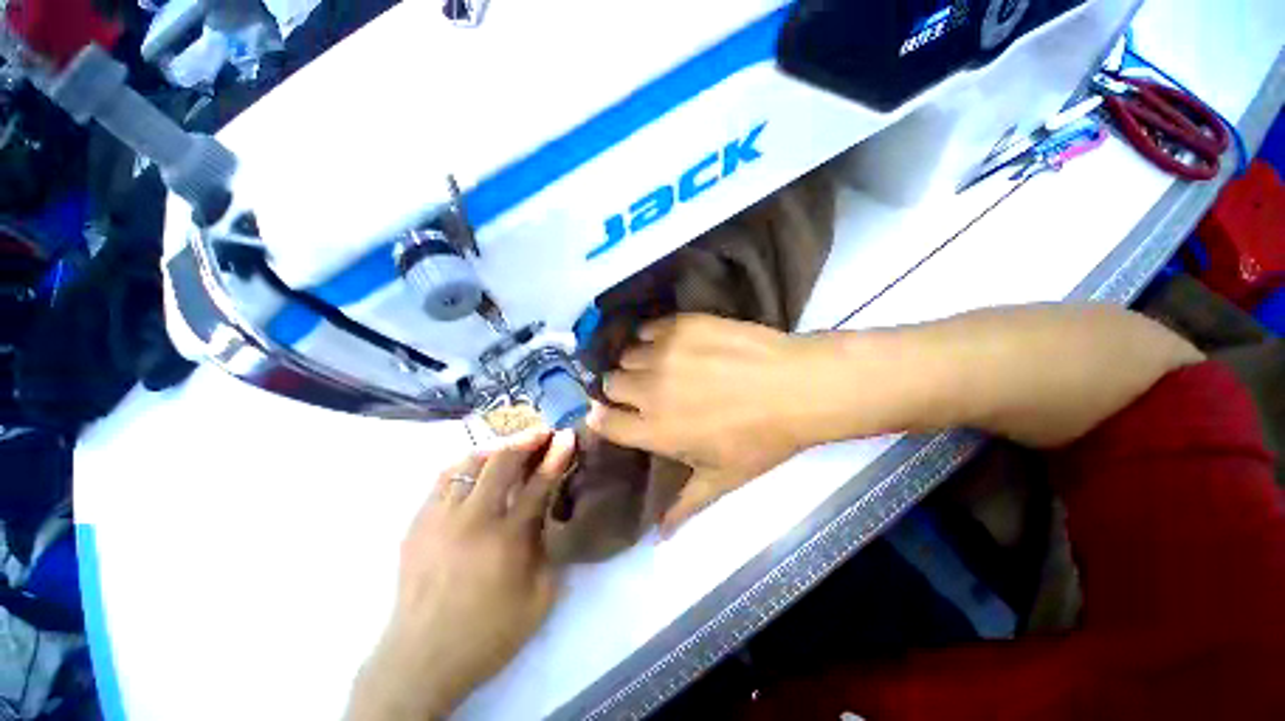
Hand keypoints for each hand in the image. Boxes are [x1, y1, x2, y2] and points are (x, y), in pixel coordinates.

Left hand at [348, 429, 576, 720]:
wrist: (421, 659)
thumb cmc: (489, 633)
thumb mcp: (540, 599)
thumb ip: (551, 551)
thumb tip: (551, 514)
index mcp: (506, 540)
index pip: (538, 484)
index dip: (556, 456)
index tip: (567, 436)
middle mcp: (473, 520)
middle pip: (502, 462)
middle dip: (527, 440)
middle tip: (542, 432)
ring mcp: (440, 518)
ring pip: (470, 463)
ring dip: (497, 448)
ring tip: (511, 446)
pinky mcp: (418, 522)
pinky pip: (444, 478)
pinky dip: (467, 465)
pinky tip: (477, 467)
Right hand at [587, 314, 833, 534]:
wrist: (796, 387)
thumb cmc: (761, 439)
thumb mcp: (722, 479)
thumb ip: (684, 505)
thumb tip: (660, 536)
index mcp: (656, 430)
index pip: (604, 422)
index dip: (602, 417)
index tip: (609, 412)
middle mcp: (650, 390)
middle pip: (611, 383)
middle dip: (620, 388)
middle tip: (645, 389)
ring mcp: (664, 353)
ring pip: (627, 355)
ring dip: (638, 362)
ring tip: (661, 365)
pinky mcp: (681, 325)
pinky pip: (648, 328)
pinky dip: (653, 336)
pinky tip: (673, 343)